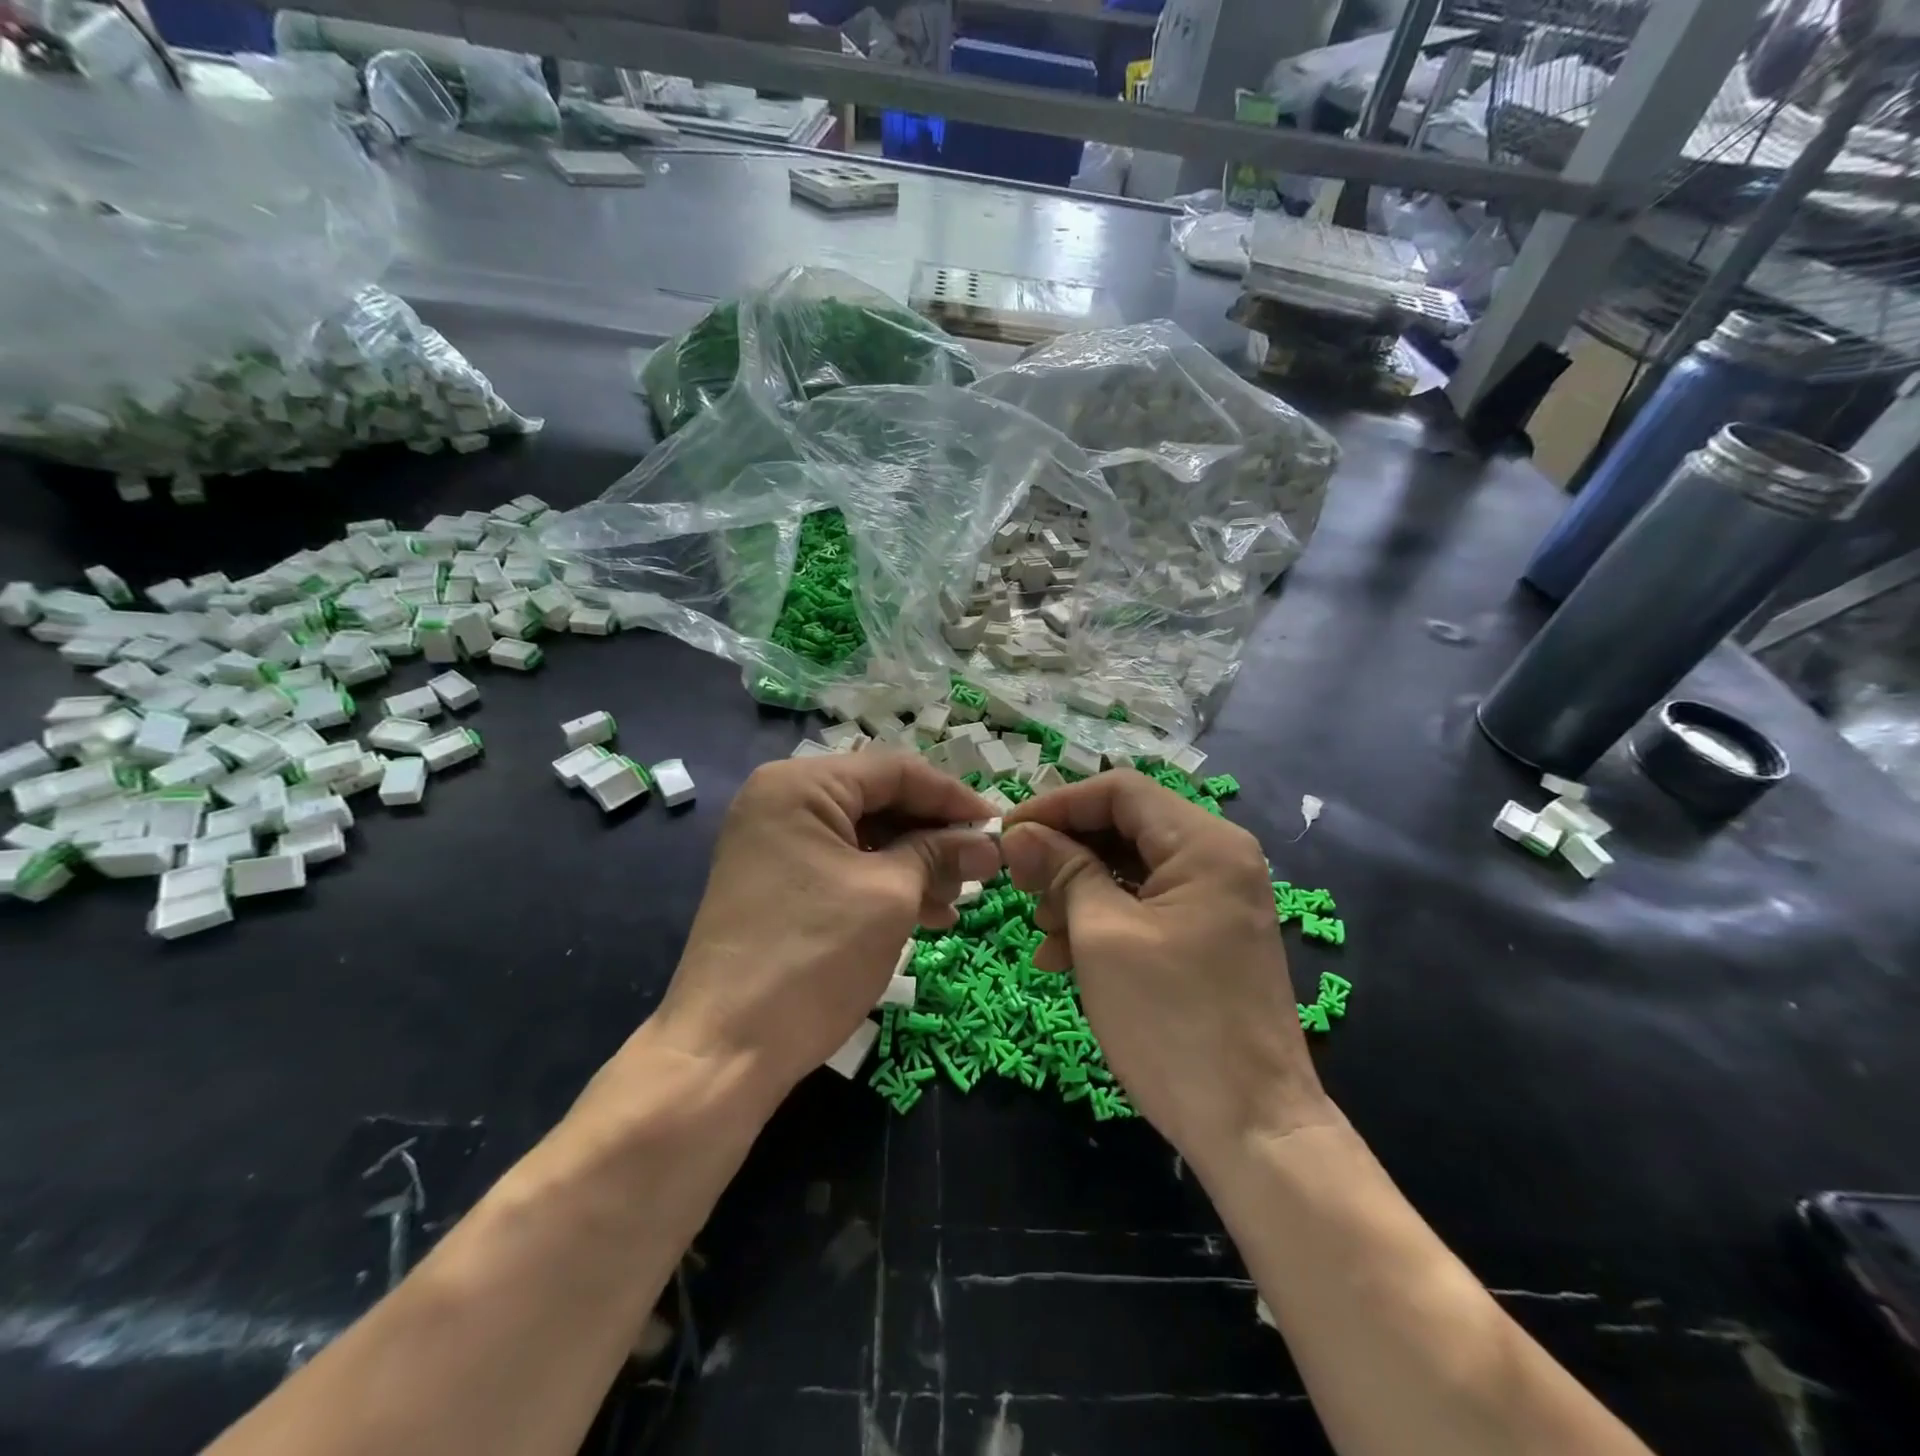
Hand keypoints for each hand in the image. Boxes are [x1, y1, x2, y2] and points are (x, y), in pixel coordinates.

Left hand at [646, 752, 998, 1102]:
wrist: (726, 1051)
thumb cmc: (814, 957)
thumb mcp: (891, 896)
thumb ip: (940, 854)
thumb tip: (988, 844)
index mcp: (801, 785)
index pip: (896, 771)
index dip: (954, 798)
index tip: (1000, 827)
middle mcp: (782, 800)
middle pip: (879, 800)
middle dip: (935, 835)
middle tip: (983, 868)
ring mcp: (775, 842)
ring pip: (865, 836)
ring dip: (916, 863)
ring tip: (959, 899)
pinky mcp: (777, 881)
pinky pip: (844, 865)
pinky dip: (886, 883)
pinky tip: (928, 913)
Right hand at [1002, 770, 1334, 1175]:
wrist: (1252, 1128)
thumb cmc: (1172, 1022)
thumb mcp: (1102, 936)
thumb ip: (1062, 870)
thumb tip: (1019, 832)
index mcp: (1204, 844)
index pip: (1120, 791)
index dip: (1057, 804)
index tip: (1007, 831)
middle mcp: (1218, 859)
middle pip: (1125, 827)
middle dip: (1065, 851)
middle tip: (1017, 882)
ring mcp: (1216, 899)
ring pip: (1130, 868)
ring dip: (1077, 890)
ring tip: (1039, 929)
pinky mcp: (1207, 935)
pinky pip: (1146, 906)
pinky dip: (1102, 920)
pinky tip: (1060, 955)